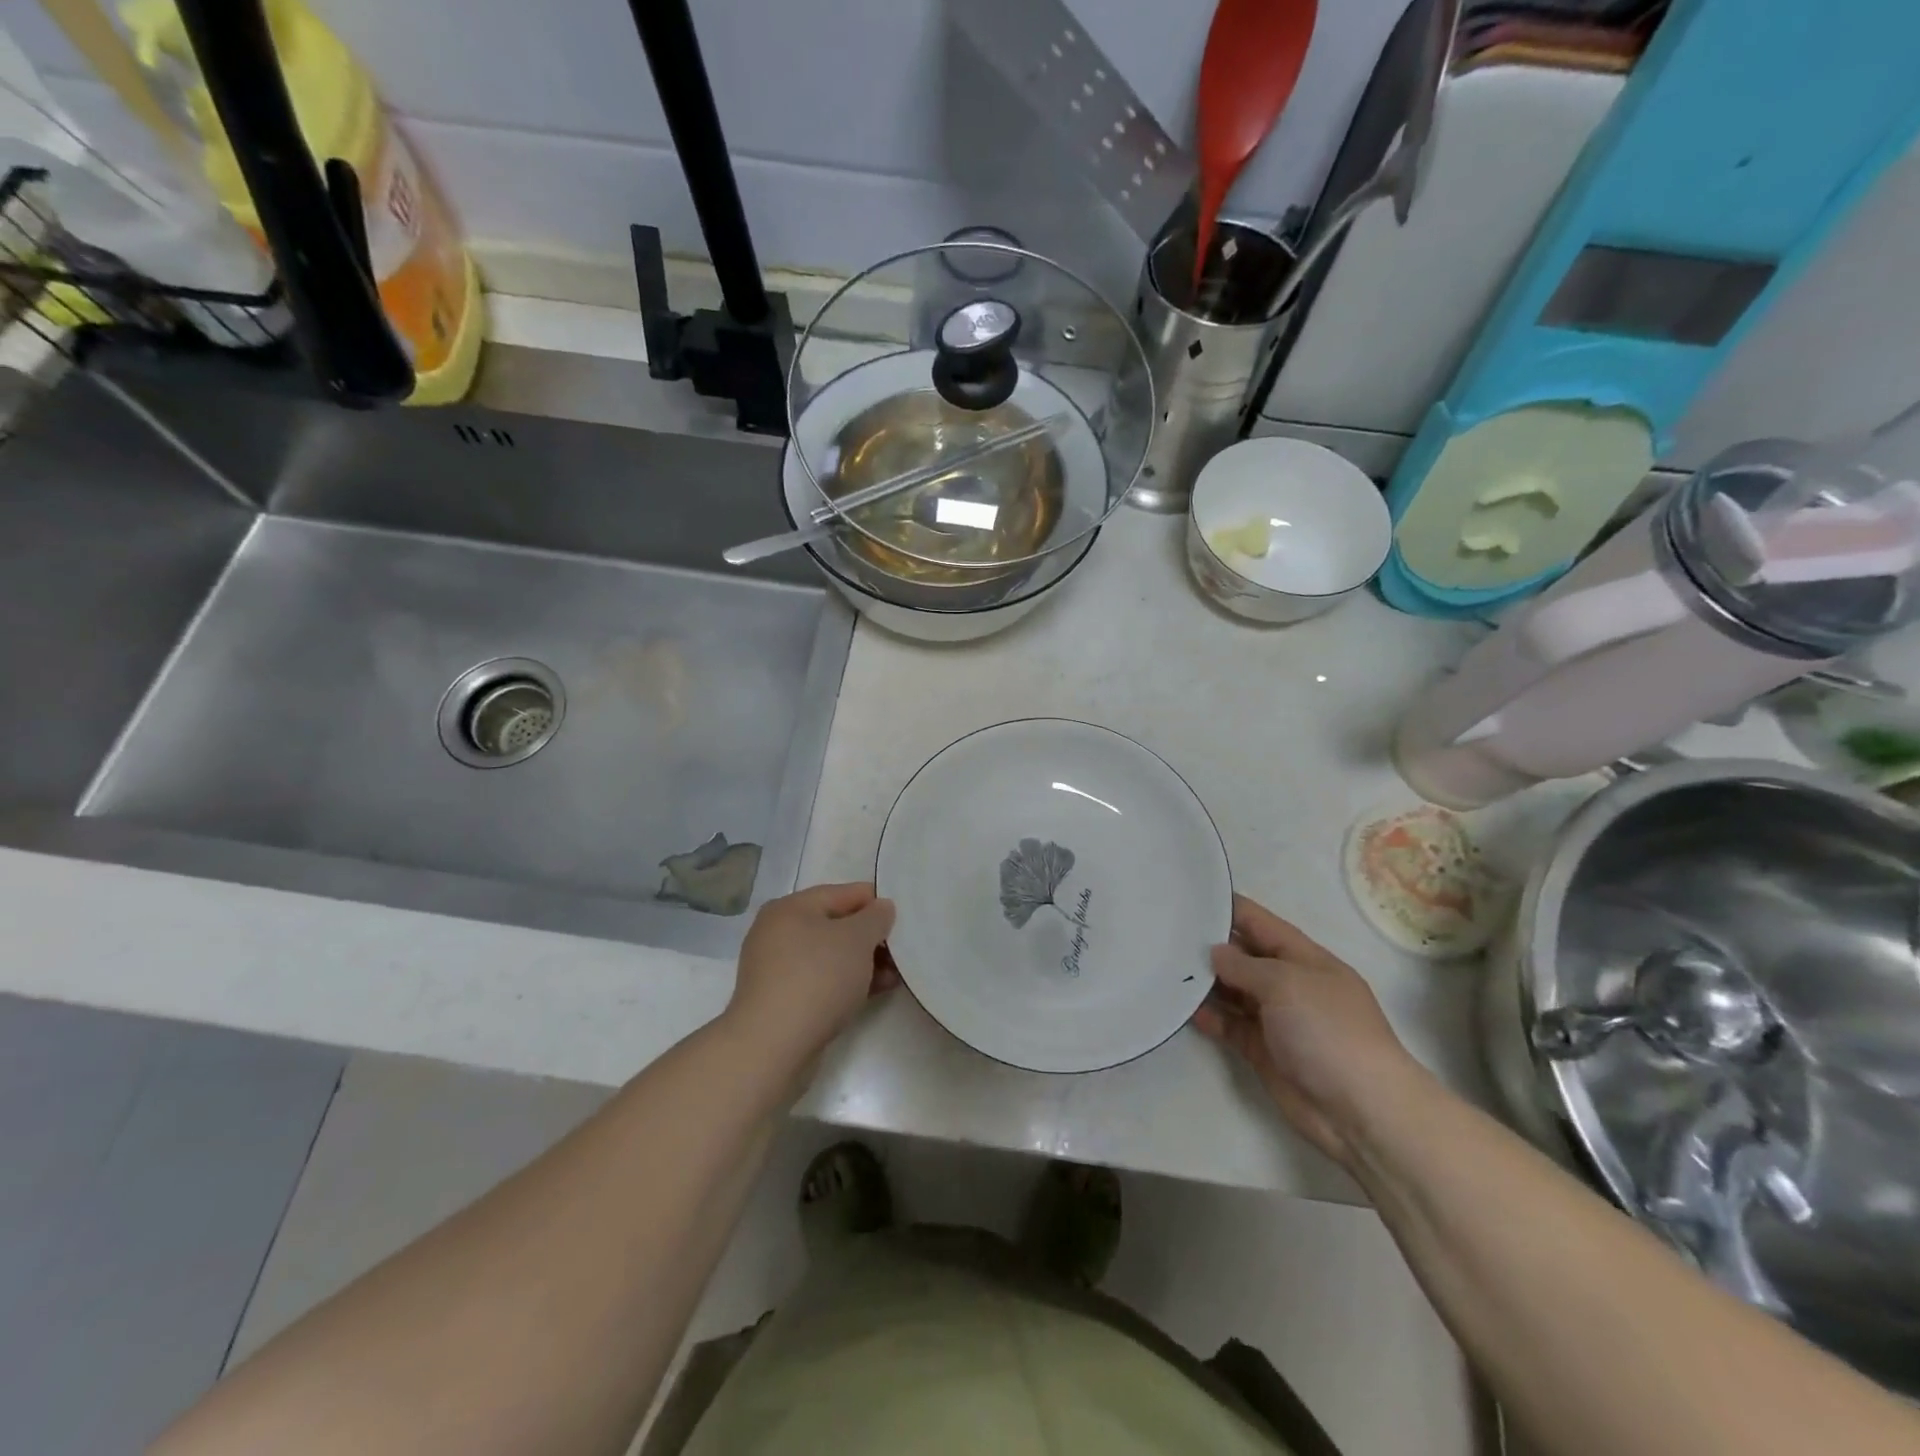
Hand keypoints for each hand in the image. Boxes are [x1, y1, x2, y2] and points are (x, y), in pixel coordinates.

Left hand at [725, 882, 897, 1065]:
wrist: (772, 1045)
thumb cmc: (817, 978)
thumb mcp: (857, 939)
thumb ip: (876, 918)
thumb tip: (881, 909)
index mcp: (791, 907)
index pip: (844, 893)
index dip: (876, 903)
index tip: (904, 920)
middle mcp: (778, 931)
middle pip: (836, 925)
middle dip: (871, 938)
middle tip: (902, 951)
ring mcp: (776, 967)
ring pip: (830, 956)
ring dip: (863, 963)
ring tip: (894, 976)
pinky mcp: (780, 999)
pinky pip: (821, 980)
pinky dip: (846, 982)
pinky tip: (873, 992)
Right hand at [1193, 895, 1419, 1168]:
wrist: (1361, 1110)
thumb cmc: (1328, 1031)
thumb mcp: (1286, 983)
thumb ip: (1244, 964)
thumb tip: (1215, 953)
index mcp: (1305, 958)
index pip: (1261, 923)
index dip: (1230, 908)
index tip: (1192, 896)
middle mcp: (1290, 984)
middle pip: (1244, 956)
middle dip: (1210, 945)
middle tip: (1165, 932)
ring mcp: (1277, 1019)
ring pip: (1234, 991)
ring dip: (1206, 982)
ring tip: (1166, 968)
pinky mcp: (1264, 1051)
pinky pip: (1231, 1025)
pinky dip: (1210, 1017)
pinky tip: (1184, 1008)